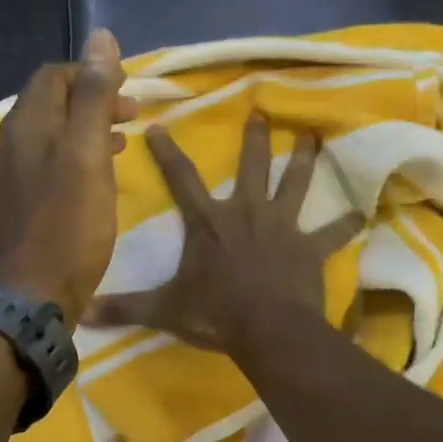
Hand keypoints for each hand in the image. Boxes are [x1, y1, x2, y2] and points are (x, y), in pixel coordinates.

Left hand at [0, 29, 135, 325]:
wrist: (32, 296)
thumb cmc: (68, 225)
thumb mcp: (88, 155)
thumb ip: (93, 97)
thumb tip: (100, 38)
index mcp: (25, 125)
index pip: (54, 76)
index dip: (92, 75)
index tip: (128, 93)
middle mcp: (7, 144)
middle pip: (49, 105)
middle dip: (90, 102)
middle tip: (130, 117)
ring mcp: (5, 178)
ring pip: (47, 138)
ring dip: (83, 132)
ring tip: (118, 145)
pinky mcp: (12, 207)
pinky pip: (42, 167)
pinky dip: (70, 160)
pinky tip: (91, 180)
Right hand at [84, 115, 362, 355]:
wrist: (266, 329)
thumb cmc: (214, 314)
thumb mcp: (163, 310)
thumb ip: (124, 308)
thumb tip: (80, 313)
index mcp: (209, 223)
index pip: (182, 179)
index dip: (168, 152)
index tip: (160, 125)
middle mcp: (246, 213)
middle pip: (251, 166)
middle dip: (254, 139)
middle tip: (261, 112)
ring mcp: (281, 227)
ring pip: (295, 184)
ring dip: (305, 160)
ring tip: (314, 137)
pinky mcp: (309, 248)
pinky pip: (332, 233)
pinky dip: (345, 224)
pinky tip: (362, 213)